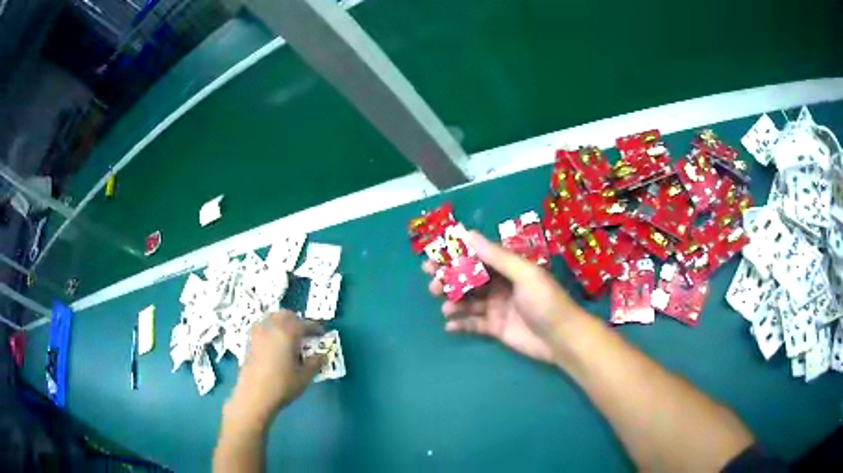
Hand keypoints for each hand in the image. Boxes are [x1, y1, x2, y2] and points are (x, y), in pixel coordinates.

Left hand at [227, 311, 323, 426]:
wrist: (254, 395)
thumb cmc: (283, 385)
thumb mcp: (305, 376)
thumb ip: (315, 362)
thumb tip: (321, 355)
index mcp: (288, 333)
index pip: (305, 324)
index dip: (315, 327)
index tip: (322, 333)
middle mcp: (272, 327)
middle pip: (286, 315)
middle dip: (297, 321)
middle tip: (305, 333)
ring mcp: (258, 333)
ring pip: (272, 318)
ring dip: (282, 323)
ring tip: (289, 336)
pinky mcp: (249, 341)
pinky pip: (263, 327)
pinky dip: (271, 329)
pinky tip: (275, 343)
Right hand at [424, 231, 586, 363]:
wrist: (562, 339)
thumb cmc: (546, 301)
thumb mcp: (524, 274)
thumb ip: (497, 256)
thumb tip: (468, 234)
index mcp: (508, 268)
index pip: (477, 257)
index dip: (455, 256)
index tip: (434, 257)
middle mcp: (500, 285)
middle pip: (468, 279)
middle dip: (449, 280)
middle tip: (431, 284)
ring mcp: (497, 307)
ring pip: (468, 301)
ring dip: (453, 302)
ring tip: (446, 307)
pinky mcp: (495, 328)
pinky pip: (473, 323)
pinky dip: (460, 323)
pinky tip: (449, 325)